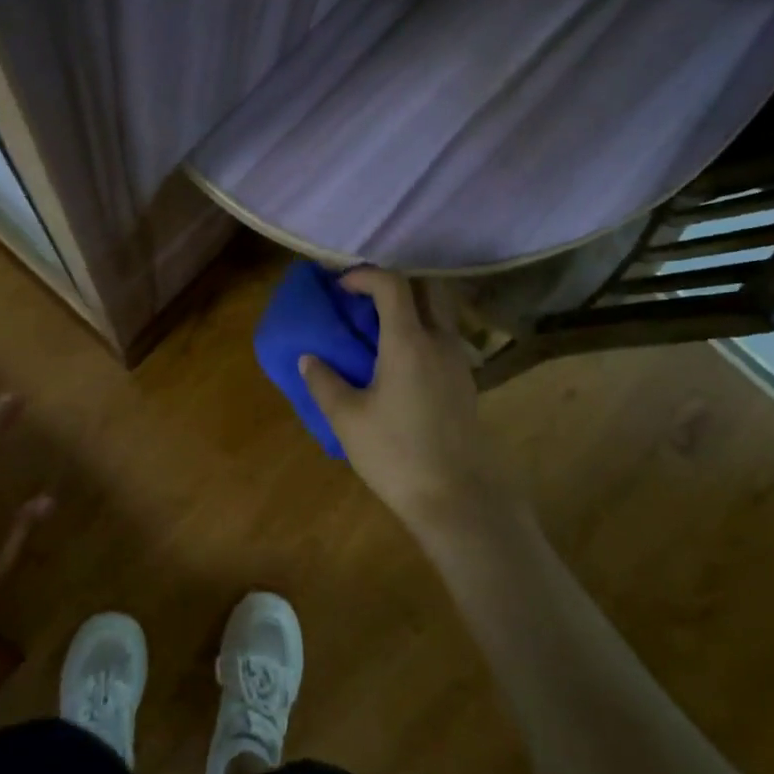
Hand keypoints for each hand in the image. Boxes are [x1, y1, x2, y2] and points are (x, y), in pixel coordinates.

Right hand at [300, 269, 518, 536]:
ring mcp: (459, 361)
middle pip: (429, 287)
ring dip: (413, 307)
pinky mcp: (466, 382)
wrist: (456, 497)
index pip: (392, 284)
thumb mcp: (348, 419)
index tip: (340, 287)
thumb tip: (308, 359)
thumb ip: (324, 382)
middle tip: (365, 300)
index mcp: (409, 342)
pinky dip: (423, 332)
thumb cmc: (396, 454)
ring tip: (378, 331)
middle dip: (396, 283)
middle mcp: (440, 341)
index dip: (364, 276)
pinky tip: (400, 363)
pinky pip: (445, 338)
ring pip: (442, 312)